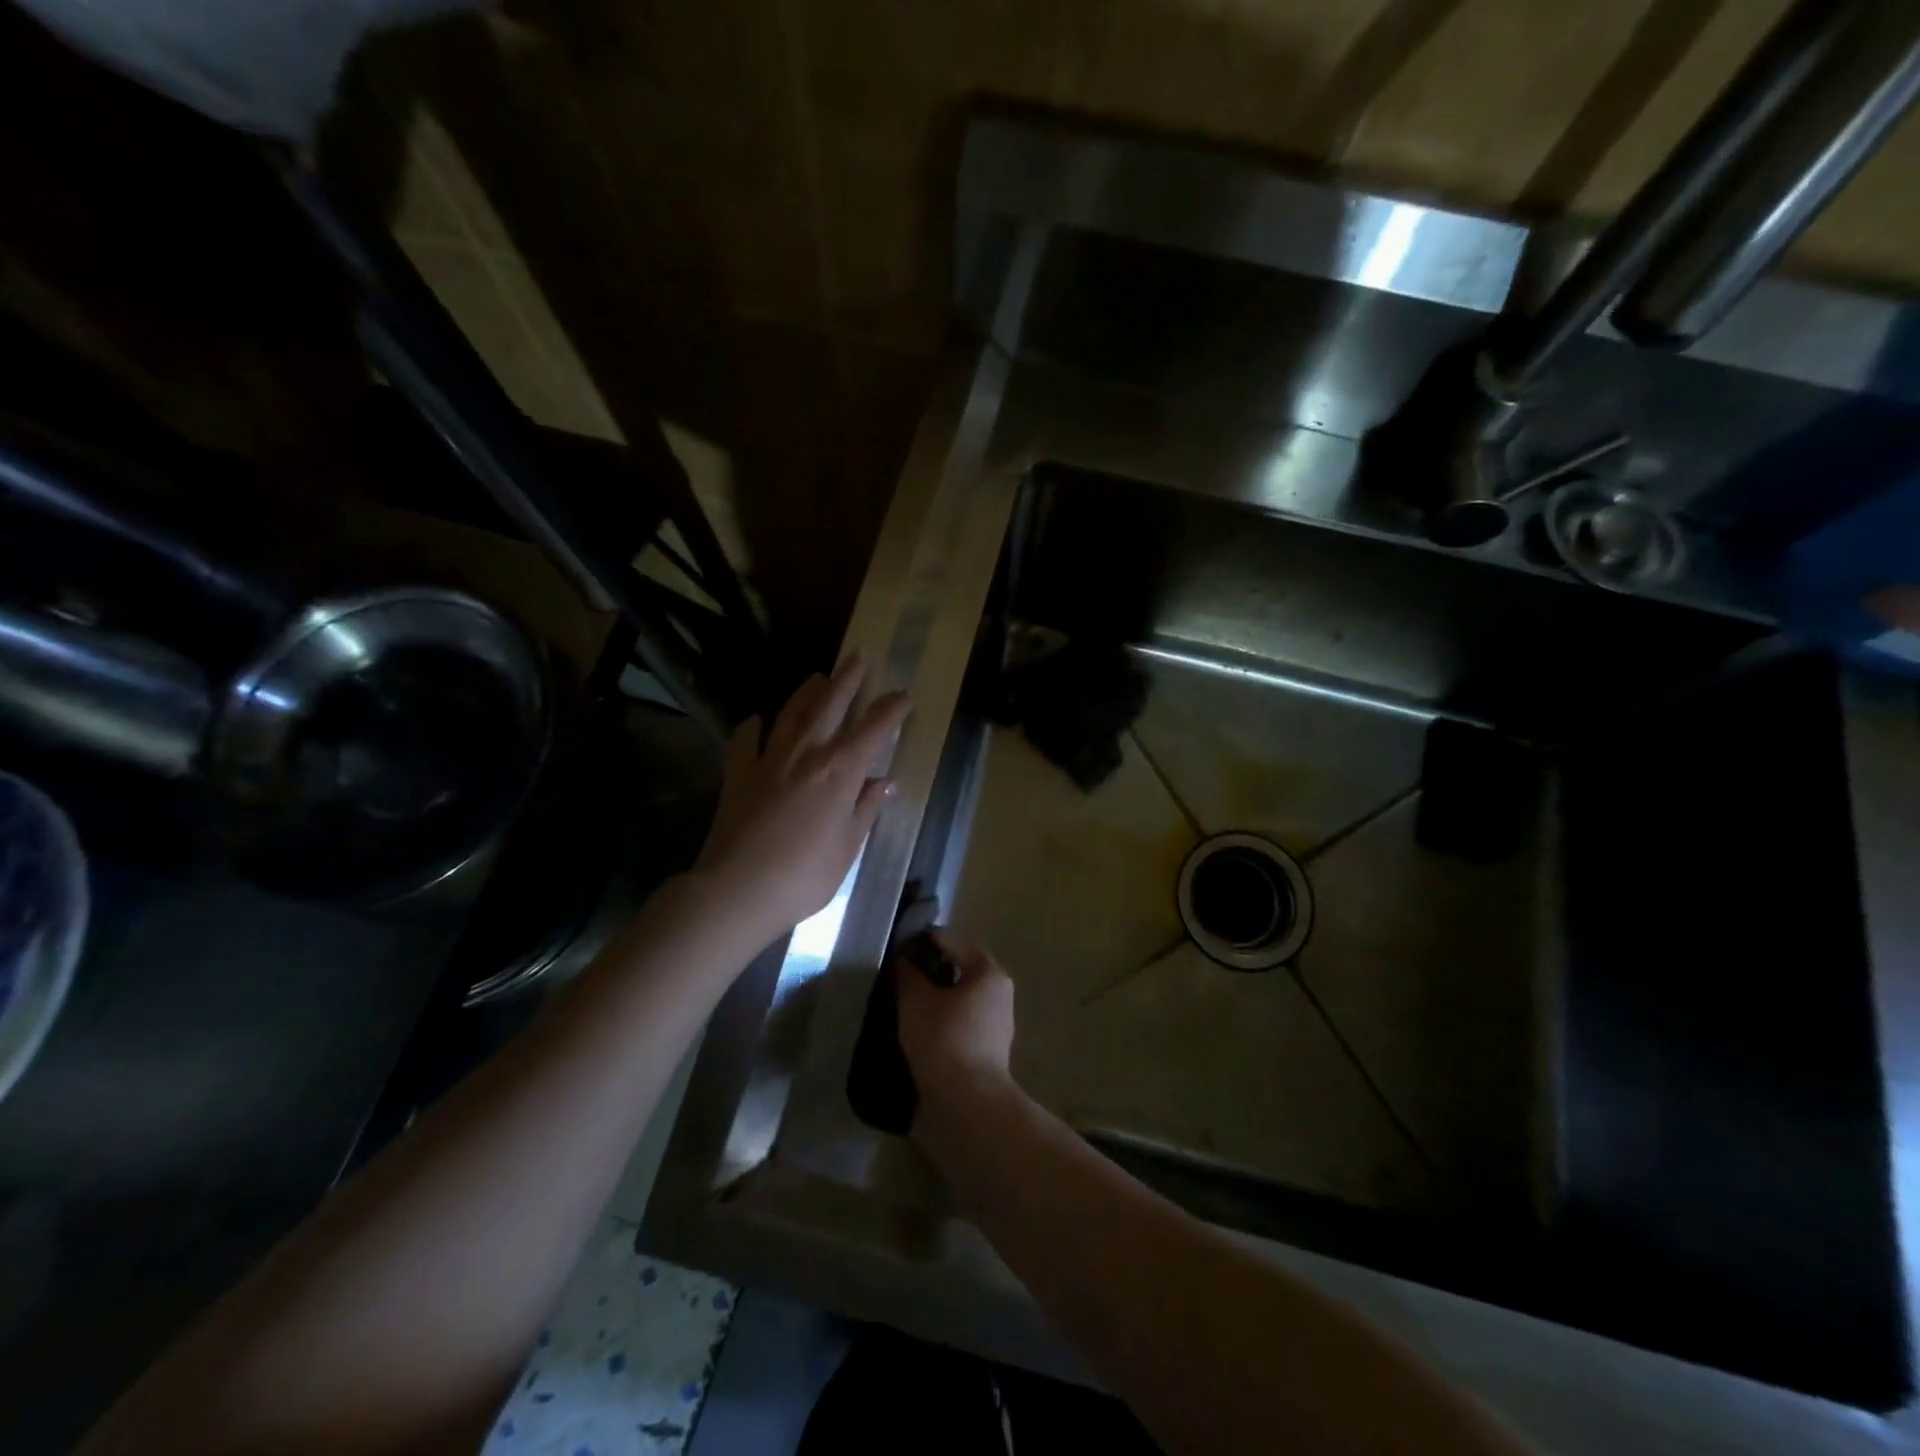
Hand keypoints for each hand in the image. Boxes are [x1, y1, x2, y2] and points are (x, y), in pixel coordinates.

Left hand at [692, 656, 910, 942]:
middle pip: (831, 704)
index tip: (904, 695)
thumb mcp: (846, 848)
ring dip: (808, 691)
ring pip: (792, 712)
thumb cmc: (804, 876)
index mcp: (840, 772)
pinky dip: (754, 726)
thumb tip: (885, 784)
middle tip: (861, 656)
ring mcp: (769, 759)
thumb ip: (865, 811)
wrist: (737, 888)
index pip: (874, 730)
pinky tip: (757, 720)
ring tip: (818, 677)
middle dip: (849, 678)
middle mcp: (807, 753)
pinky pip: (746, 739)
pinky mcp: (738, 772)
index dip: (892, 710)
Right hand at [897, 930, 1017, 1123]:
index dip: (924, 940)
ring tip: (897, 1004)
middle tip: (895, 976)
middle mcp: (998, 995)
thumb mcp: (916, 1000)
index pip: (953, 942)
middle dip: (928, 972)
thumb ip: (908, 975)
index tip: (896, 945)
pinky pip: (955, 1027)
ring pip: (956, 1002)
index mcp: (989, 973)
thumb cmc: (944, 1039)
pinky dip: (935, 1025)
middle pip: (957, 972)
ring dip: (930, 1001)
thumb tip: (905, 963)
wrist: (966, 1105)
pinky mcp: (983, 1055)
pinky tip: (910, 1032)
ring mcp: (994, 1027)